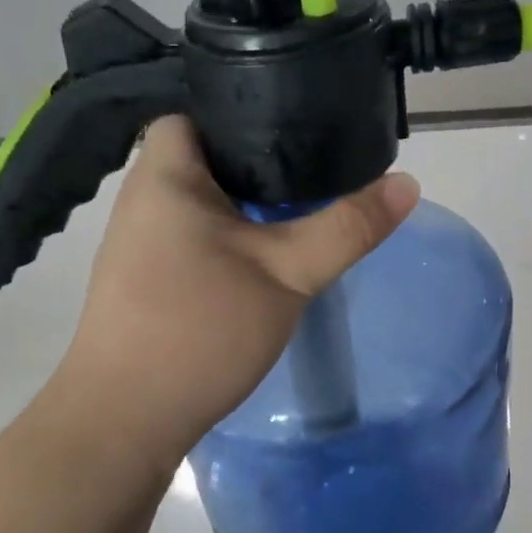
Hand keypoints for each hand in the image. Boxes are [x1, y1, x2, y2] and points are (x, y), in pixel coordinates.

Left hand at [61, 116, 418, 463]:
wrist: (125, 421)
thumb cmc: (199, 329)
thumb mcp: (287, 274)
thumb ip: (346, 227)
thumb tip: (407, 183)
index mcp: (164, 176)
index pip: (199, 112)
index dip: (246, 110)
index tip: (299, 129)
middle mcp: (142, 201)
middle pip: (206, 158)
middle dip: (260, 164)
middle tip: (317, 172)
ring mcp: (138, 244)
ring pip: (203, 204)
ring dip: (246, 208)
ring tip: (300, 210)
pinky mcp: (145, 282)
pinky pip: (194, 240)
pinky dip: (229, 240)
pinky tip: (264, 261)